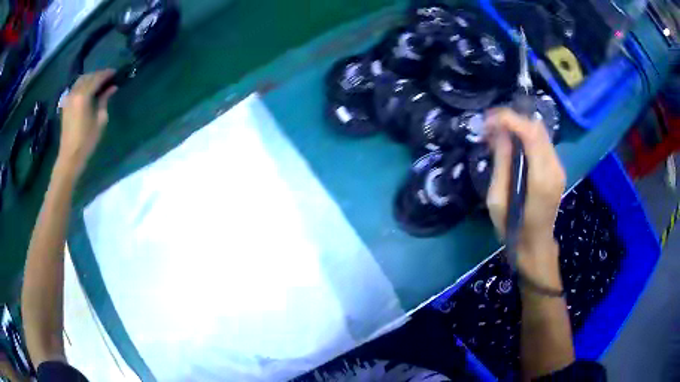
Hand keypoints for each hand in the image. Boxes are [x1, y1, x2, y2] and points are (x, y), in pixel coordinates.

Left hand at [57, 70, 117, 177]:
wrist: (69, 157)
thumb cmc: (86, 141)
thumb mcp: (99, 121)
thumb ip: (104, 101)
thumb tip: (112, 88)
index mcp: (83, 96)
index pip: (97, 78)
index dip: (107, 74)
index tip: (115, 73)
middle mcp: (74, 93)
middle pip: (88, 77)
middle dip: (98, 75)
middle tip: (108, 78)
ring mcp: (68, 98)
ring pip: (81, 80)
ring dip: (90, 79)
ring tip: (99, 83)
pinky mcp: (65, 104)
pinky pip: (75, 88)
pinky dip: (83, 85)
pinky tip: (88, 90)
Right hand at [485, 109, 564, 284]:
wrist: (535, 245)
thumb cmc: (513, 228)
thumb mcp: (497, 200)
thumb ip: (502, 163)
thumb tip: (500, 133)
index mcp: (541, 178)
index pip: (531, 133)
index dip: (510, 119)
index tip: (488, 119)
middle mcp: (554, 168)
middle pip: (537, 128)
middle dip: (513, 119)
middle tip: (490, 125)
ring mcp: (559, 168)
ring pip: (541, 132)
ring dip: (519, 126)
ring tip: (498, 132)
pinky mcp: (557, 169)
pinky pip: (543, 142)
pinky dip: (526, 136)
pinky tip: (512, 143)